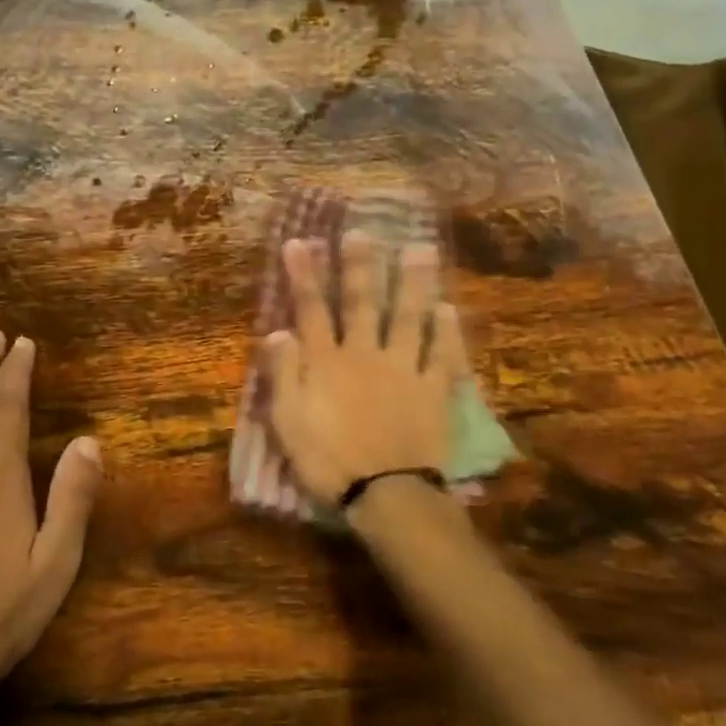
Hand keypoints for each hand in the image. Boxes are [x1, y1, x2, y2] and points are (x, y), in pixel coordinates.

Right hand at [264, 233, 466, 504]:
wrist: (386, 495)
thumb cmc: (328, 461)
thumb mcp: (288, 423)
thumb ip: (283, 375)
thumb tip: (277, 331)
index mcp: (326, 363)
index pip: (311, 310)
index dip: (304, 275)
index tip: (299, 242)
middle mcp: (365, 355)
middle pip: (362, 302)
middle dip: (360, 265)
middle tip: (363, 231)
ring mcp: (404, 369)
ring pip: (409, 317)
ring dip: (412, 282)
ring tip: (420, 249)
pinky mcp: (434, 390)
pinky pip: (442, 355)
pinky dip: (446, 331)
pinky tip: (448, 308)